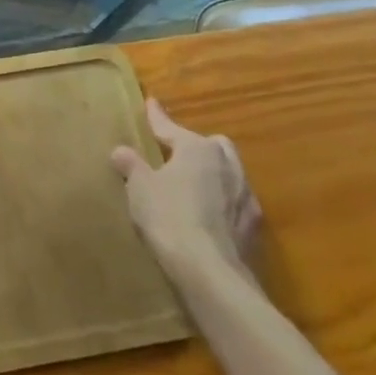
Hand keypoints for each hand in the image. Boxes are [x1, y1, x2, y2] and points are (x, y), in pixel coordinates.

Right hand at [112, 97, 260, 277]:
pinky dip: (221, 202)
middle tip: (175, 152)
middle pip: (212, 145)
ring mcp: (246, 196)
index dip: (157, 117)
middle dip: (195, 145)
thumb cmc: (168, 217)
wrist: (209, 271)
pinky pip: (235, 202)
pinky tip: (208, 215)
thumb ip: (131, 165)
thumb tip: (121, 151)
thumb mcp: (139, 187)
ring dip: (212, 174)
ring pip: (229, 172)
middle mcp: (228, 165)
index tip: (151, 103)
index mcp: (198, 149)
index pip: (171, 127)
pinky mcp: (254, 227)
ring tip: (192, 184)